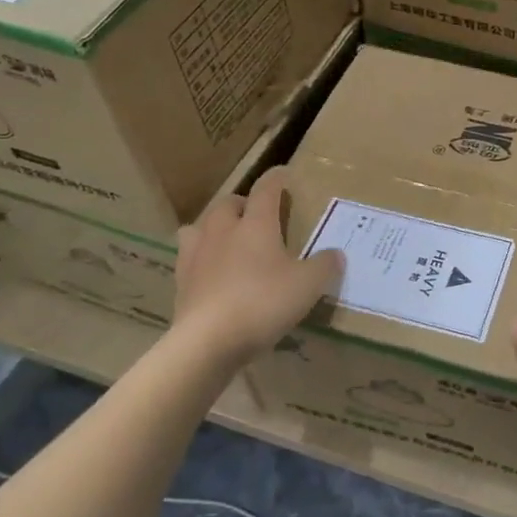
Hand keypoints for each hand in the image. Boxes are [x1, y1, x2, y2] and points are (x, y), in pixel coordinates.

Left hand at [169, 168, 340, 361]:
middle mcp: (223, 231)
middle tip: (257, 215)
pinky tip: (212, 274)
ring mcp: (196, 256)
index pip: (265, 189)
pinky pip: (188, 259)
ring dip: (214, 227)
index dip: (276, 179)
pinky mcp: (181, 283)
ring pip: (199, 227)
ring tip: (227, 240)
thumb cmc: (263, 303)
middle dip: (242, 204)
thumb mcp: (308, 285)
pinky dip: (201, 259)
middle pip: (227, 204)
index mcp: (256, 224)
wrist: (207, 341)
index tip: (284, 174)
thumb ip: (325, 266)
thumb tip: (336, 254)